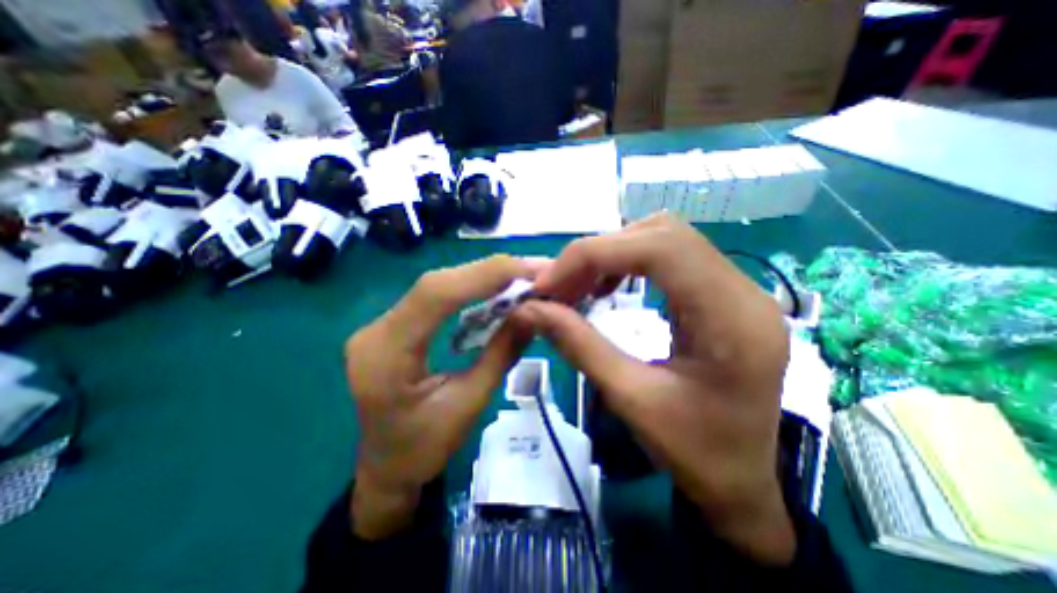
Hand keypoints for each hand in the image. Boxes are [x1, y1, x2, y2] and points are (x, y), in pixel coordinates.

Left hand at [348, 254, 537, 536]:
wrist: (384, 467)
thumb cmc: (423, 449)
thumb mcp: (469, 405)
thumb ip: (501, 355)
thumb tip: (532, 313)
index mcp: (386, 355)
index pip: (435, 295)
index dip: (483, 275)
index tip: (527, 270)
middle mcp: (376, 330)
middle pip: (436, 284)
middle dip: (488, 272)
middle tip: (531, 269)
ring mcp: (381, 325)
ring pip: (436, 286)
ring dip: (480, 278)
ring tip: (519, 276)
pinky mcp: (394, 325)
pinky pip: (434, 297)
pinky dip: (468, 289)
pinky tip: (493, 290)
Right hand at [512, 213, 792, 565]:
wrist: (741, 480)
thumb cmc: (694, 453)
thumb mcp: (629, 399)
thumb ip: (578, 345)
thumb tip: (529, 308)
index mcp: (733, 319)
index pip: (661, 248)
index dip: (595, 254)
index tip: (549, 283)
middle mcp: (743, 291)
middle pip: (663, 234)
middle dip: (600, 252)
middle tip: (559, 284)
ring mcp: (737, 290)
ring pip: (665, 239)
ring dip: (612, 254)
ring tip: (578, 285)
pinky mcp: (721, 296)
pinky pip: (670, 258)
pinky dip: (628, 263)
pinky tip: (606, 286)